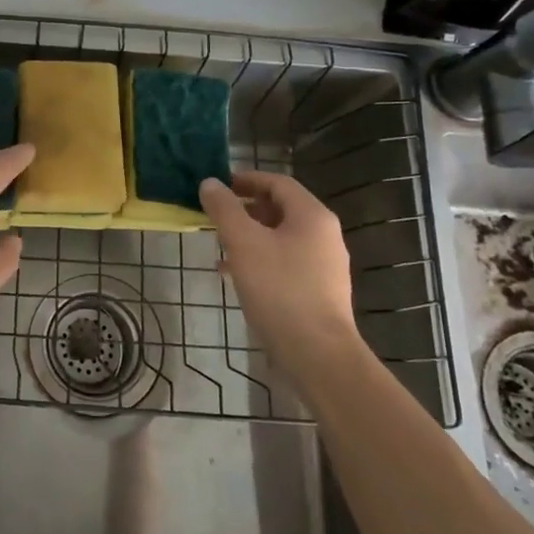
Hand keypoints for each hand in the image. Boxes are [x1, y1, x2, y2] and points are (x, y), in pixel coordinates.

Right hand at [199, 171, 358, 363]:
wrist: (317, 353)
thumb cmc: (279, 289)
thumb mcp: (243, 243)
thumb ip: (224, 209)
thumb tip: (210, 183)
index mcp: (312, 216)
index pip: (278, 183)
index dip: (246, 179)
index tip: (218, 186)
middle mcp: (324, 235)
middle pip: (280, 209)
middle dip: (245, 209)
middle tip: (215, 216)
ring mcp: (324, 265)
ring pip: (281, 238)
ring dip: (250, 236)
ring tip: (219, 246)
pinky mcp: (318, 291)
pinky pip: (285, 262)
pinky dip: (260, 260)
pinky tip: (235, 276)